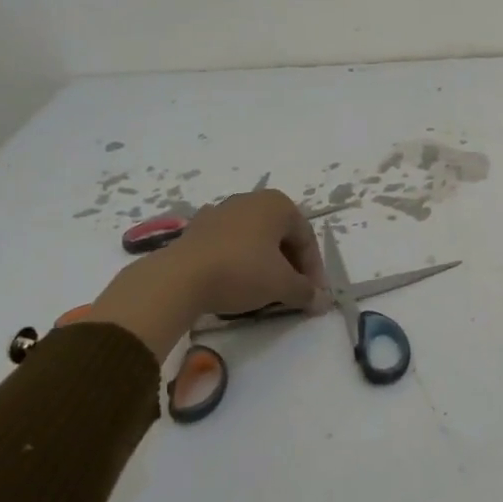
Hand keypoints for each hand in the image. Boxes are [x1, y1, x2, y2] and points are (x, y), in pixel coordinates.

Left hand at [90, 190, 323, 353]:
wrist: (179, 278)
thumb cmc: (241, 272)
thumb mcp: (282, 285)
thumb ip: (306, 291)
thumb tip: (322, 301)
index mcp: (277, 204)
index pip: (306, 238)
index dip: (313, 269)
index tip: (312, 295)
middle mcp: (251, 200)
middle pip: (281, 235)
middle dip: (291, 265)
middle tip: (292, 292)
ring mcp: (221, 211)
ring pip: (255, 239)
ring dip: (265, 263)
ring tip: (265, 290)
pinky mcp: (197, 228)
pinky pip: (230, 243)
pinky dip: (239, 260)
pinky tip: (235, 281)